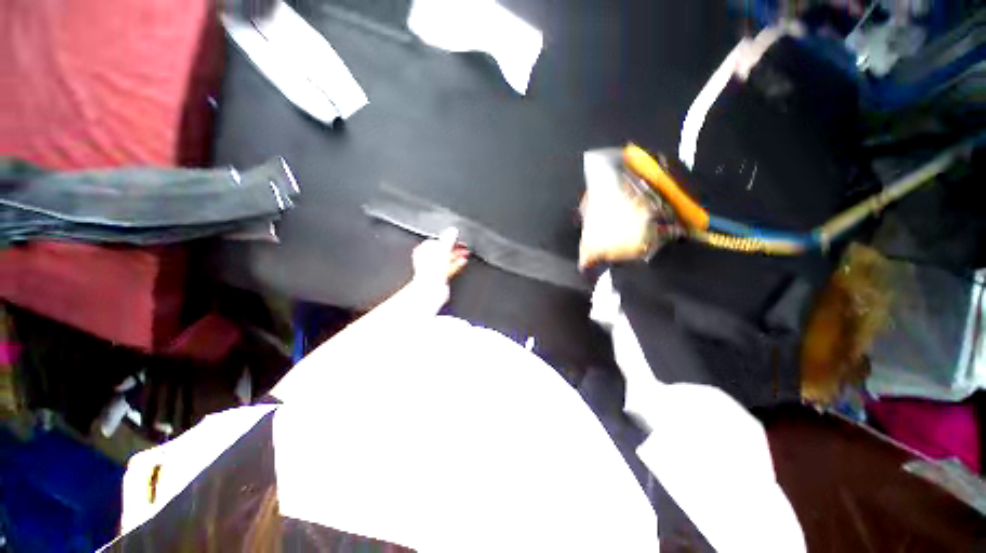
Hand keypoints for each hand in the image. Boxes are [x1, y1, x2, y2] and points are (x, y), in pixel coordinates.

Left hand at [411, 227, 468, 291]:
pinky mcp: (438, 277)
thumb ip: (449, 239)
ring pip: (447, 259)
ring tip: (465, 254)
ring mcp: (432, 268)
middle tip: (464, 248)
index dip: (449, 239)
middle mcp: (426, 258)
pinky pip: (448, 268)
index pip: (438, 240)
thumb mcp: (443, 249)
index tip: (458, 240)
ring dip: (456, 256)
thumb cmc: (432, 270)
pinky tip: (462, 262)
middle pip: (443, 250)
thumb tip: (453, 230)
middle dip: (455, 249)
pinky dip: (456, 264)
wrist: (431, 289)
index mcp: (423, 249)